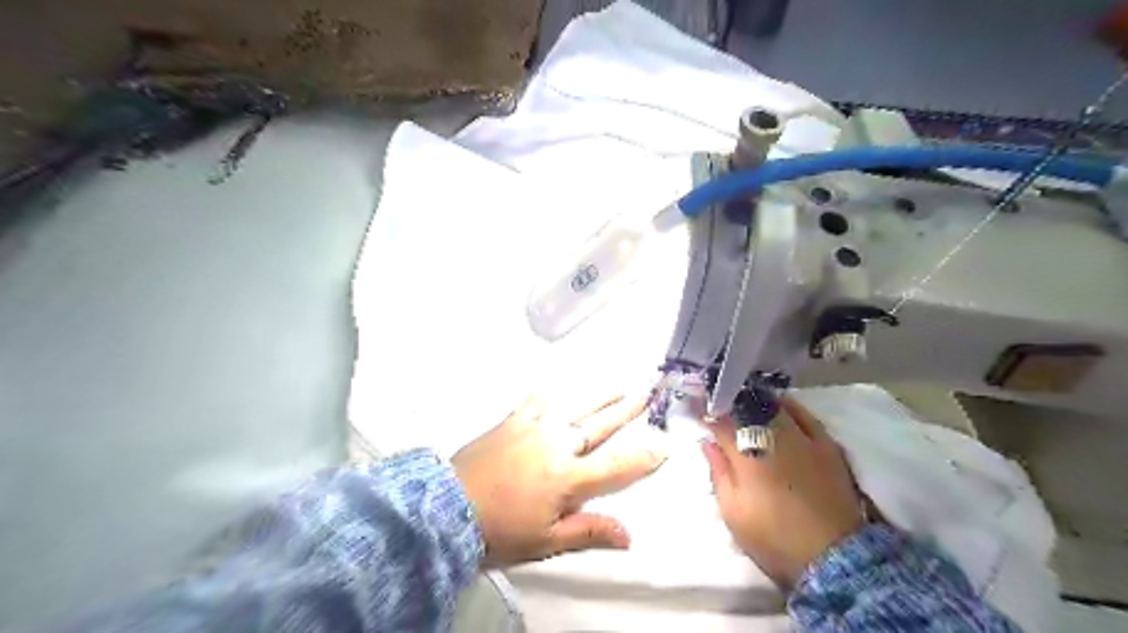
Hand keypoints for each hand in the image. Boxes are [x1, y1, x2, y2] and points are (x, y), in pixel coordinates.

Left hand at [449, 395, 662, 568]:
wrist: (449, 507)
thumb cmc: (502, 529)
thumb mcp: (546, 541)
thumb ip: (588, 532)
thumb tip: (629, 536)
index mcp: (569, 477)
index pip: (616, 466)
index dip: (644, 456)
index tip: (665, 444)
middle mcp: (558, 444)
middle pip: (600, 425)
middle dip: (627, 410)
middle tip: (647, 392)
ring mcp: (534, 427)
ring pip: (575, 406)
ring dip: (599, 395)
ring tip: (618, 383)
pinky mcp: (512, 419)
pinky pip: (537, 400)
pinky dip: (550, 393)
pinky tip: (556, 387)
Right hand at [703, 400, 865, 587]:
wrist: (833, 557)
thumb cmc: (773, 538)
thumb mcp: (733, 513)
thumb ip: (718, 473)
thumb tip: (708, 443)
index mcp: (747, 455)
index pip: (721, 423)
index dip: (706, 413)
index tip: (696, 408)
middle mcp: (773, 438)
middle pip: (746, 409)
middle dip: (729, 402)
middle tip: (718, 401)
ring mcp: (802, 438)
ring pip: (773, 407)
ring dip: (754, 400)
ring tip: (743, 398)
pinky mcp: (825, 445)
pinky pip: (804, 414)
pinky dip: (788, 405)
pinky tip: (778, 402)